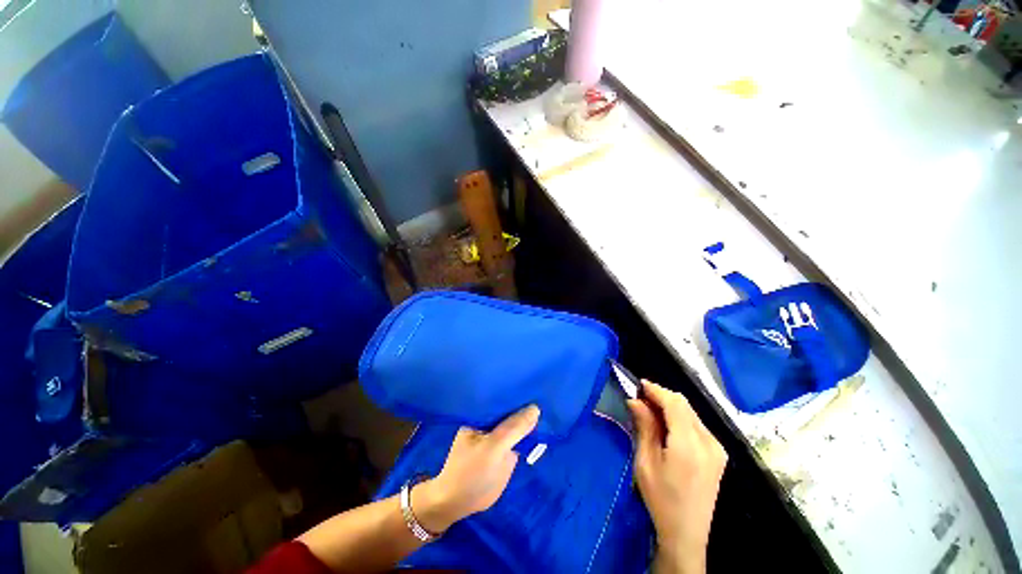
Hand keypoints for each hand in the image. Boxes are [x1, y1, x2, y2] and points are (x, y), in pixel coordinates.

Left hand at [414, 405, 539, 532]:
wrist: (459, 505)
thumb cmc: (471, 472)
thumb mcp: (494, 448)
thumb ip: (514, 428)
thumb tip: (536, 408)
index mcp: (481, 414)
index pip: (502, 398)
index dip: (518, 393)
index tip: (535, 386)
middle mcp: (489, 421)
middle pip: (511, 410)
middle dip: (526, 406)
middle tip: (546, 396)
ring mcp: (497, 436)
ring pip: (516, 424)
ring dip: (530, 420)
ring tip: (548, 407)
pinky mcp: (504, 450)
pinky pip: (519, 438)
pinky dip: (529, 435)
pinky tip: (542, 427)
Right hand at [629, 381, 726, 573]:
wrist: (687, 534)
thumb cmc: (661, 499)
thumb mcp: (645, 462)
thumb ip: (644, 427)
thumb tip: (635, 400)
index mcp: (689, 445)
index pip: (674, 403)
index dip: (656, 389)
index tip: (637, 385)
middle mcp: (709, 442)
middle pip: (684, 405)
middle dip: (661, 396)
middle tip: (640, 399)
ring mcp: (717, 448)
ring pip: (691, 413)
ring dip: (670, 406)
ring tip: (650, 411)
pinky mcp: (719, 454)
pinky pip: (697, 424)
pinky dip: (680, 418)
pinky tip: (667, 426)